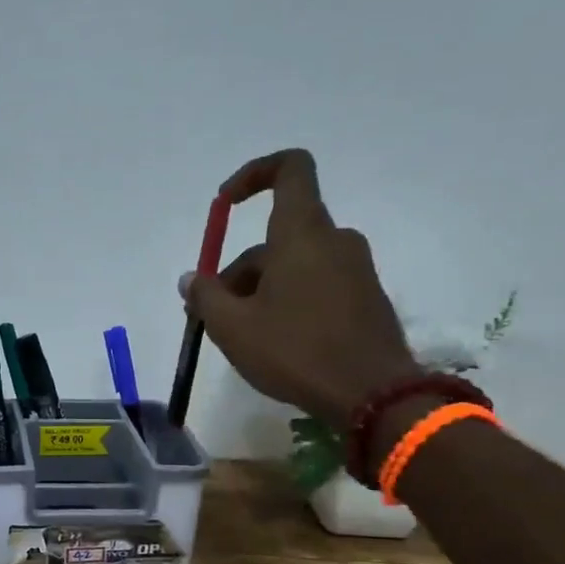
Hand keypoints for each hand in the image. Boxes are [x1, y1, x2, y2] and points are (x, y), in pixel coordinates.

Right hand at [183, 149, 417, 426]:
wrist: (374, 395)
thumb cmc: (296, 351)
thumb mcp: (232, 328)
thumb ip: (205, 297)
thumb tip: (191, 279)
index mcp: (301, 233)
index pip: (289, 168)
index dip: (253, 174)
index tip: (225, 204)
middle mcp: (334, 240)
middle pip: (277, 236)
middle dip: (240, 269)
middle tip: (214, 315)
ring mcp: (355, 268)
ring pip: (295, 263)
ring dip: (261, 288)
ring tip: (241, 336)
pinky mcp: (366, 297)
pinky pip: (317, 283)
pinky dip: (289, 299)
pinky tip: (276, 341)